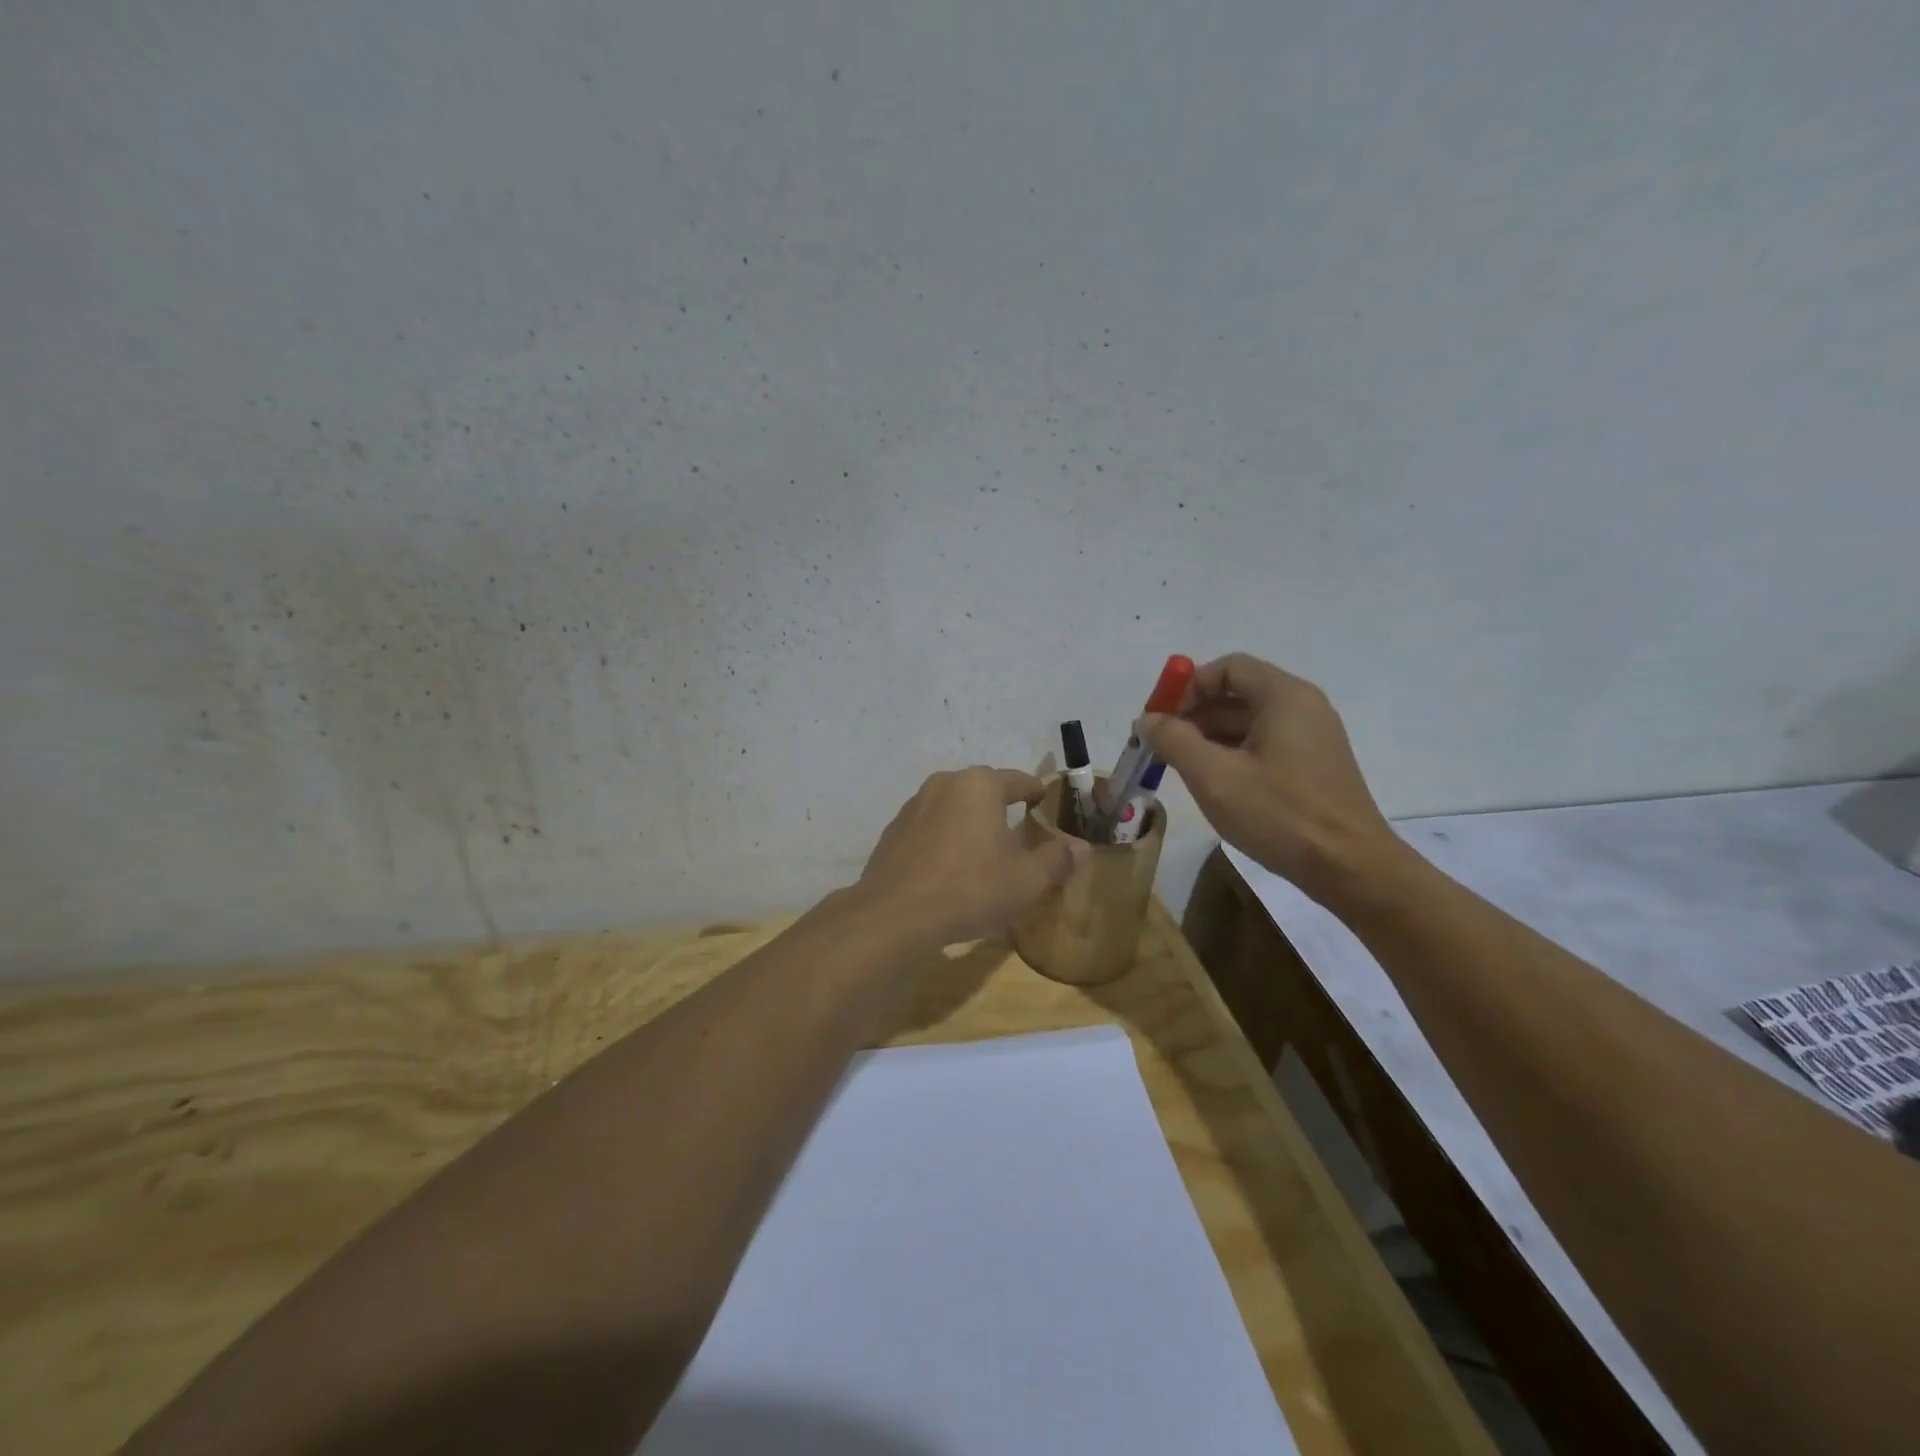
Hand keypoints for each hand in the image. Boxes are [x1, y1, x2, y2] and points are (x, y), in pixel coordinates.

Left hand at [853, 767, 1089, 947]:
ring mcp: (914, 805)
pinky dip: (945, 840)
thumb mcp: (1027, 880)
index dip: (1038, 795)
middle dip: (1002, 809)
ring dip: (971, 823)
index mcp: (980, 785)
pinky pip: (930, 827)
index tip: (1047, 809)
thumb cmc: (970, 888)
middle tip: (1019, 835)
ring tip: (983, 853)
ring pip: (954, 807)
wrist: (895, 914)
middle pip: (984, 790)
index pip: (1020, 781)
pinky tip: (949, 870)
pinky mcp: (893, 830)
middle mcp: (945, 783)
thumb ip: (1057, 859)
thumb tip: (1082, 846)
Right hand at [1144, 654, 1409, 906]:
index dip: (1187, 687)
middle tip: (1161, 746)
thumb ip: (1174, 740)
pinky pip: (1264, 745)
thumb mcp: (1213, 776)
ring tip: (1179, 768)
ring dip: (1209, 737)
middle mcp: (1303, 707)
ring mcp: (1312, 738)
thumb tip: (1147, 720)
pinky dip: (1232, 754)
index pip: (1227, 668)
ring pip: (1249, 722)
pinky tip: (1213, 783)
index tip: (1159, 718)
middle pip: (1237, 693)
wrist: (1350, 868)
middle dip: (1193, 715)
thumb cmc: (1279, 814)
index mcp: (1284, 696)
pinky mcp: (1314, 767)